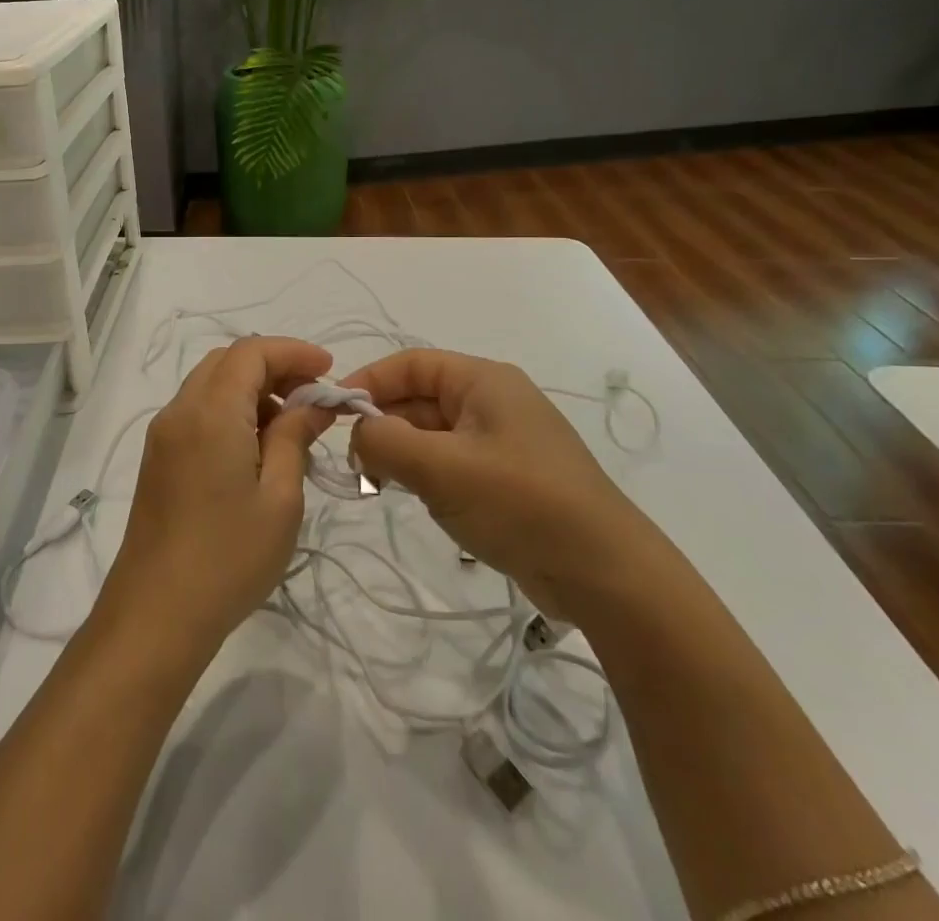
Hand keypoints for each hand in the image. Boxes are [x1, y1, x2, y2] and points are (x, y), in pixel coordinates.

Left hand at [97, 338, 335, 658]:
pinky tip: (257, 448)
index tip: (329, 369)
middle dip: (273, 367)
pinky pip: (197, 411)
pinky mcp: (158, 458)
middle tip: (313, 396)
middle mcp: (180, 410)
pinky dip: (230, 410)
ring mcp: (163, 434)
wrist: (156, 614)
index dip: (292, 352)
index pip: (251, 352)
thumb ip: (295, 437)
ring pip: (210, 385)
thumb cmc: (229, 557)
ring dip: (251, 389)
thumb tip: (313, 403)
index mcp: (210, 412)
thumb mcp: (280, 497)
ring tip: (291, 426)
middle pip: (227, 361)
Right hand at [343, 348, 667, 622]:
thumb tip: (357, 433)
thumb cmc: (520, 503)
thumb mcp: (441, 468)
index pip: (410, 364)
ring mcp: (503, 442)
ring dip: (402, 454)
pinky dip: (426, 475)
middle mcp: (493, 402)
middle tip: (356, 463)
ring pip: (432, 434)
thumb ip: (385, 440)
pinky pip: (452, 463)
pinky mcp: (508, 479)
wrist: (607, 575)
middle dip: (383, 424)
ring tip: (381, 484)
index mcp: (484, 381)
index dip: (368, 381)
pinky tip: (417, 499)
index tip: (332, 413)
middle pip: (419, 398)